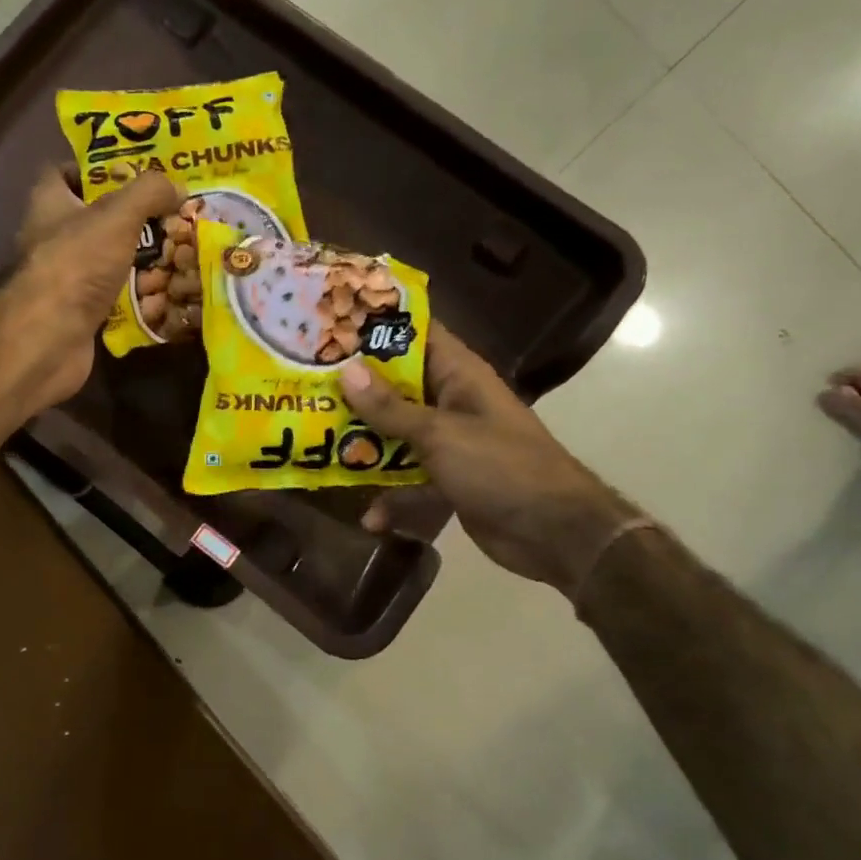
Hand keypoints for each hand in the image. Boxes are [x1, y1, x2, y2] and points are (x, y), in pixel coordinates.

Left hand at [0, 167, 183, 412]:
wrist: (48, 339)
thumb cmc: (76, 264)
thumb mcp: (117, 215)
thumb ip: (148, 193)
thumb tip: (176, 184)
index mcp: (48, 204)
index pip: (61, 173)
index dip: (93, 168)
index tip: (131, 171)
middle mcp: (50, 239)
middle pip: (91, 219)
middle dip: (129, 217)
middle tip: (170, 213)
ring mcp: (63, 280)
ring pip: (105, 260)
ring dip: (137, 257)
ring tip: (178, 250)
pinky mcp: (77, 314)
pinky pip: (113, 297)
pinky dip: (136, 295)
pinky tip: (166, 292)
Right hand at [342, 323, 638, 594]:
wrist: (555, 534)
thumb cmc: (501, 467)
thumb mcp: (440, 434)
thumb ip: (390, 408)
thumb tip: (346, 371)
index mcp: (459, 375)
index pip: (417, 335)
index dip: (378, 327)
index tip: (331, 324)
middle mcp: (451, 402)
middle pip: (396, 387)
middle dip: (355, 390)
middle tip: (305, 385)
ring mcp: (449, 444)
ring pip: (396, 436)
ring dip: (364, 446)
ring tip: (317, 448)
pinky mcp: (447, 481)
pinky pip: (408, 482)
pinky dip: (391, 499)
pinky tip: (370, 518)